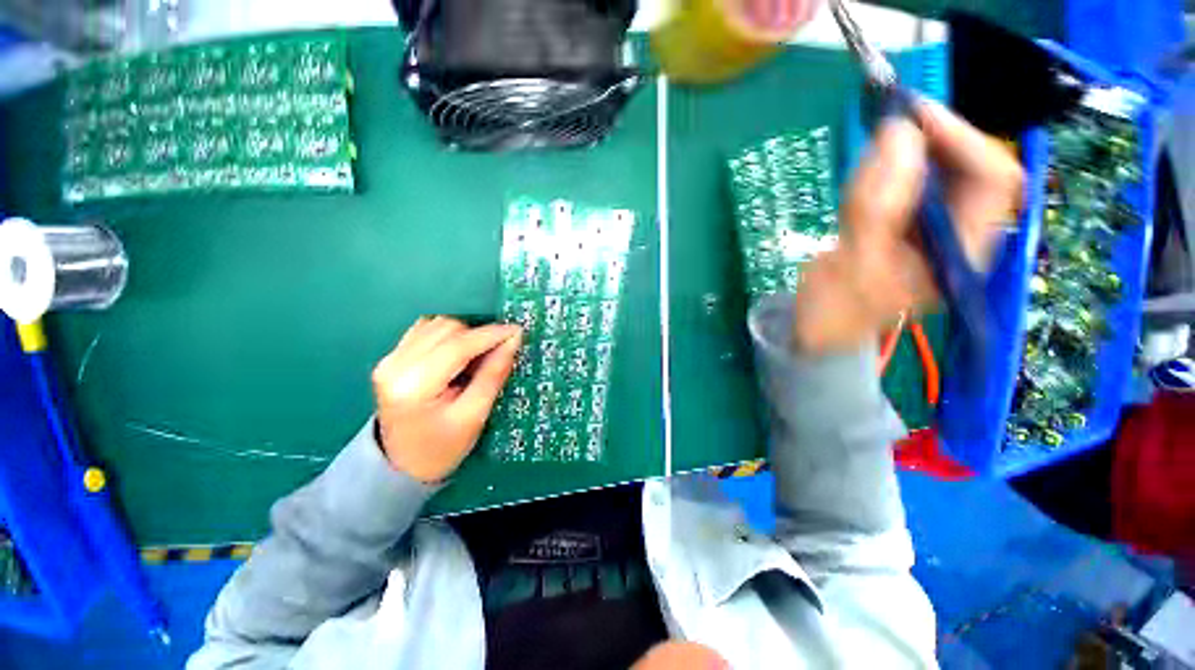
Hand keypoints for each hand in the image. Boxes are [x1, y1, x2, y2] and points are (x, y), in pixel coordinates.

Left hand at [371, 317, 521, 482]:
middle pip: (446, 329)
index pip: (457, 346)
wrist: (402, 465)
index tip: (517, 331)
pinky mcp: (392, 357)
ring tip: (478, 355)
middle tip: (499, 350)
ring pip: (436, 324)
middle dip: (478, 335)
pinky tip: (459, 351)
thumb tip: (513, 340)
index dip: (490, 334)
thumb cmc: (442, 446)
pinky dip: (449, 335)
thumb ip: (493, 374)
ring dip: (464, 333)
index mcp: (413, 386)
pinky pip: (426, 329)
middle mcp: (395, 365)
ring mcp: (390, 359)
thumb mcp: (474, 415)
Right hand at [792, 100, 1023, 352]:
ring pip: (943, 172)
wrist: (818, 328)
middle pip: (973, 168)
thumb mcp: (852, 261)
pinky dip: (892, 168)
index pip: (993, 178)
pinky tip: (868, 174)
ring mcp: (936, 229)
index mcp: (963, 251)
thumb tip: (899, 133)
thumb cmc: (835, 308)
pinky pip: (915, 183)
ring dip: (911, 152)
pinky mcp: (911, 225)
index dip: (961, 139)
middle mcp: (961, 234)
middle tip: (889, 126)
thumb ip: (877, 204)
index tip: (912, 118)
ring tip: (874, 151)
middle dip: (935, 141)